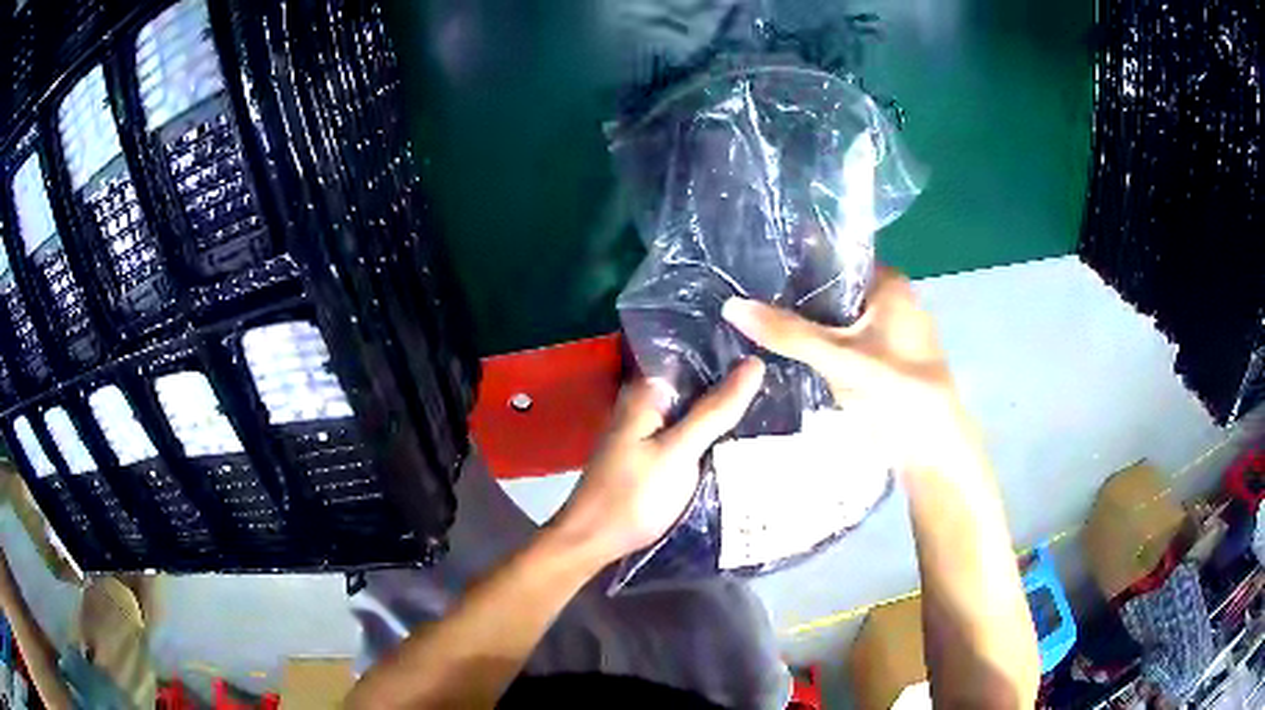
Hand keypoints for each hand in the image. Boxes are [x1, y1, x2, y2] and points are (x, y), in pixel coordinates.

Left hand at [551, 359, 765, 564]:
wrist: (593, 542)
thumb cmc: (632, 495)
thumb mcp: (679, 452)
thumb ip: (715, 410)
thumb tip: (756, 362)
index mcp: (646, 393)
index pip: (692, 355)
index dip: (729, 351)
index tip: (771, 348)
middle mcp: (647, 405)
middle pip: (697, 384)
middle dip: (733, 383)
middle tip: (782, 378)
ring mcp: (651, 432)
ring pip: (696, 411)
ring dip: (726, 410)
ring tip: (776, 401)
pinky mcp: (657, 456)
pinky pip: (692, 435)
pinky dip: (715, 434)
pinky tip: (747, 436)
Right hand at [721, 267, 970, 471]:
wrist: (930, 450)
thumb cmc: (897, 392)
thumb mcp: (839, 358)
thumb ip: (788, 333)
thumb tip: (731, 305)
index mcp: (889, 284)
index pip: (833, 258)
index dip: (795, 260)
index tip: (752, 266)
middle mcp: (889, 302)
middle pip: (831, 289)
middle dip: (793, 295)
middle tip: (743, 295)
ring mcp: (884, 334)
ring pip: (834, 319)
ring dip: (803, 323)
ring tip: (751, 319)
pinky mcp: (878, 362)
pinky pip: (839, 343)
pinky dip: (816, 346)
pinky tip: (780, 350)